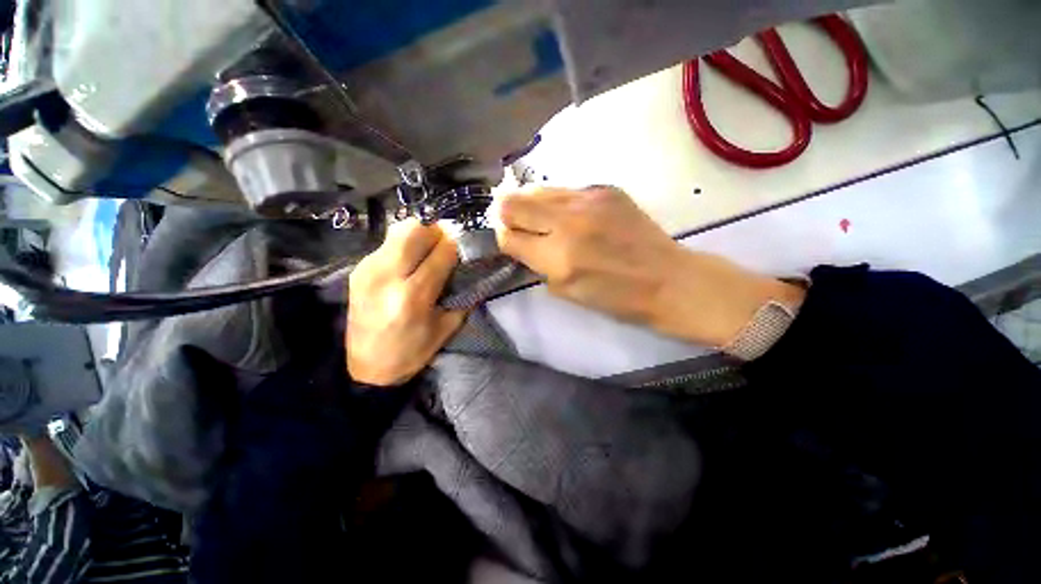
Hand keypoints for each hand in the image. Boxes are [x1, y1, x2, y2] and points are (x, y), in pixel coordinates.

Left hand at [347, 219, 465, 385]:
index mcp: (413, 296)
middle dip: (438, 231)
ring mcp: (368, 269)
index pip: (441, 253)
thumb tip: (470, 266)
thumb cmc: (412, 351)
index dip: (458, 245)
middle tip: (448, 242)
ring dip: (421, 233)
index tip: (467, 244)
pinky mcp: (358, 268)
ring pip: (399, 230)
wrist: (367, 366)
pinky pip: (387, 242)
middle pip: (416, 230)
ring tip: (430, 247)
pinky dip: (405, 243)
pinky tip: (412, 258)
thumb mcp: (447, 327)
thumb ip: (462, 294)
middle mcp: (387, 276)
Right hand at [495, 187, 803, 346]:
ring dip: (532, 206)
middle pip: (513, 203)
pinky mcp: (605, 188)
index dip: (505, 239)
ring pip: (536, 190)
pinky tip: (573, 216)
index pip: (508, 237)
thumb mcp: (565, 292)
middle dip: (508, 216)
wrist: (667, 279)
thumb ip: (536, 265)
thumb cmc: (615, 298)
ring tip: (545, 220)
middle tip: (520, 226)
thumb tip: (518, 242)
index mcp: (557, 259)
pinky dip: (559, 203)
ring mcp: (588, 199)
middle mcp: (568, 223)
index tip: (513, 242)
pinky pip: (565, 190)